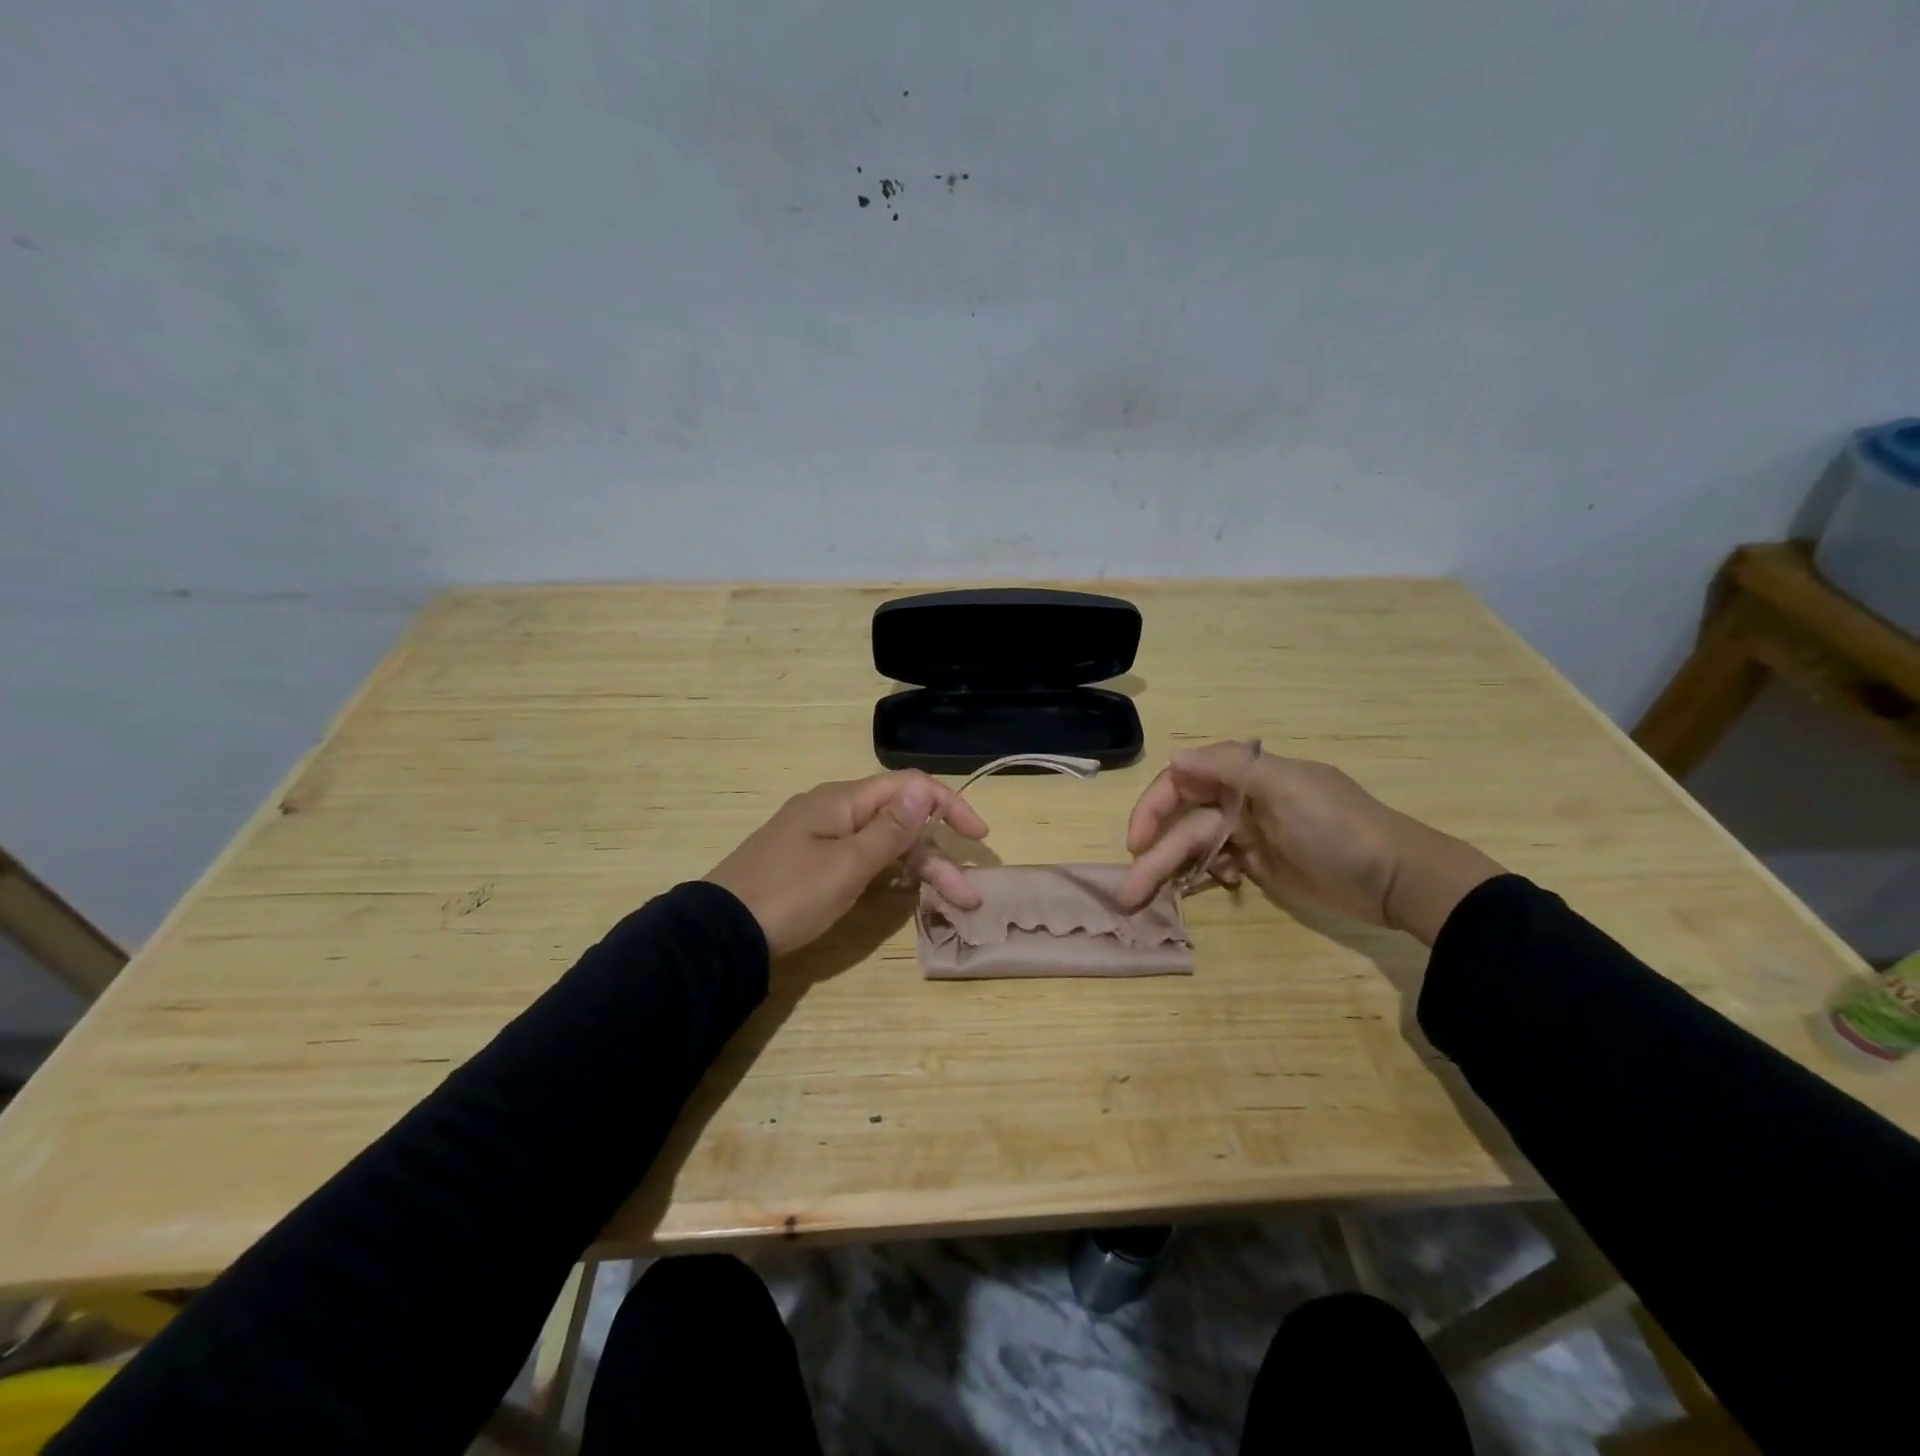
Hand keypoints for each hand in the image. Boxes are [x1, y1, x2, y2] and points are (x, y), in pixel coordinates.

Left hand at [706, 771, 988, 957]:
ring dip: (918, 869)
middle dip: (937, 854)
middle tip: (967, 894)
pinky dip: (889, 873)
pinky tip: (906, 893)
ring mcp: (822, 838)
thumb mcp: (846, 865)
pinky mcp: (814, 864)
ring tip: (950, 903)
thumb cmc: (789, 896)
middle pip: (900, 820)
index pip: (908, 787)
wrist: (720, 934)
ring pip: (883, 844)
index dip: (948, 806)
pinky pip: (863, 859)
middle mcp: (835, 811)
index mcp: (842, 800)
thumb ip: (889, 829)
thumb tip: (922, 790)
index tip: (978, 837)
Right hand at [1118, 743, 1501, 943]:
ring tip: (1141, 903)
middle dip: (1155, 855)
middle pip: (1182, 822)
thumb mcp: (1289, 789)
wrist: (1398, 880)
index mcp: (1245, 775)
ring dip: (1169, 872)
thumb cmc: (1341, 828)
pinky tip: (1214, 888)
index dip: (1154, 807)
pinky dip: (1205, 876)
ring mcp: (1249, 833)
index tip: (1137, 841)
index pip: (1182, 781)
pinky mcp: (1258, 863)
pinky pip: (1216, 865)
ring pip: (1194, 848)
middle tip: (1128, 894)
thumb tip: (1174, 756)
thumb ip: (1230, 768)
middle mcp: (1240, 799)